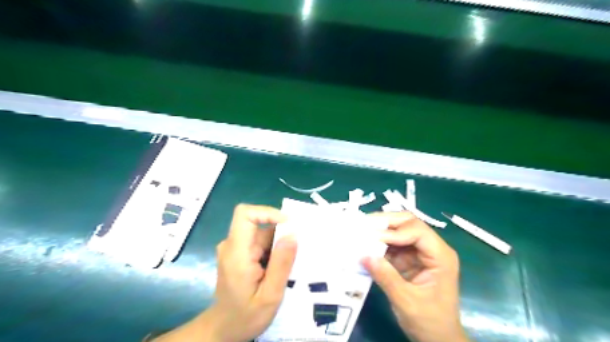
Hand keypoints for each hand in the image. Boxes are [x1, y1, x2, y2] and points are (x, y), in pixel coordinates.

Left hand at [156, 204, 297, 341]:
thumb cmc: (246, 316)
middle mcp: (232, 245)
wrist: (224, 329)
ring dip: (278, 244)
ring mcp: (234, 248)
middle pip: (258, 224)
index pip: (245, 214)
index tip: (288, 225)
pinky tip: (279, 268)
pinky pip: (259, 242)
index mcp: (237, 253)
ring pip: (261, 233)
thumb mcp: (270, 295)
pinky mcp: (239, 253)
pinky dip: (273, 250)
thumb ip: (281, 264)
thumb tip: (293, 234)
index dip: (267, 212)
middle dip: (280, 233)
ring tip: (289, 265)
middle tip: (296, 252)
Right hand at [361, 214, 467, 341]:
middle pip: (409, 223)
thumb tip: (363, 255)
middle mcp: (432, 248)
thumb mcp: (406, 302)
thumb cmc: (429, 322)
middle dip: (386, 222)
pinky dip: (379, 243)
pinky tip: (366, 246)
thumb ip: (386, 277)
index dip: (394, 232)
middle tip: (363, 225)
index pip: (418, 231)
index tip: (372, 238)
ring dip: (380, 231)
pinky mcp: (410, 258)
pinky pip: (393, 243)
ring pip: (400, 230)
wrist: (438, 339)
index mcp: (441, 256)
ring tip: (361, 233)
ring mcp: (421, 252)